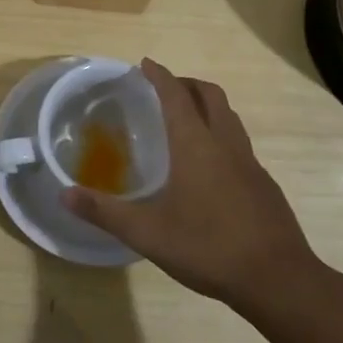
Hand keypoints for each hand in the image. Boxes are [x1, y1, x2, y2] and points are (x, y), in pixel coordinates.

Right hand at [63, 60, 327, 316]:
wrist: (278, 279)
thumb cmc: (208, 247)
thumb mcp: (146, 233)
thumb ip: (104, 212)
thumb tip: (64, 195)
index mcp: (196, 145)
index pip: (176, 96)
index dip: (160, 76)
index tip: (145, 63)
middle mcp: (225, 144)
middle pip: (210, 95)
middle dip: (187, 84)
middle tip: (165, 88)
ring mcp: (250, 164)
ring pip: (230, 118)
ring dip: (208, 107)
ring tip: (187, 120)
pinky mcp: (264, 185)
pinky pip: (240, 144)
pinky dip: (221, 136)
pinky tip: (210, 168)